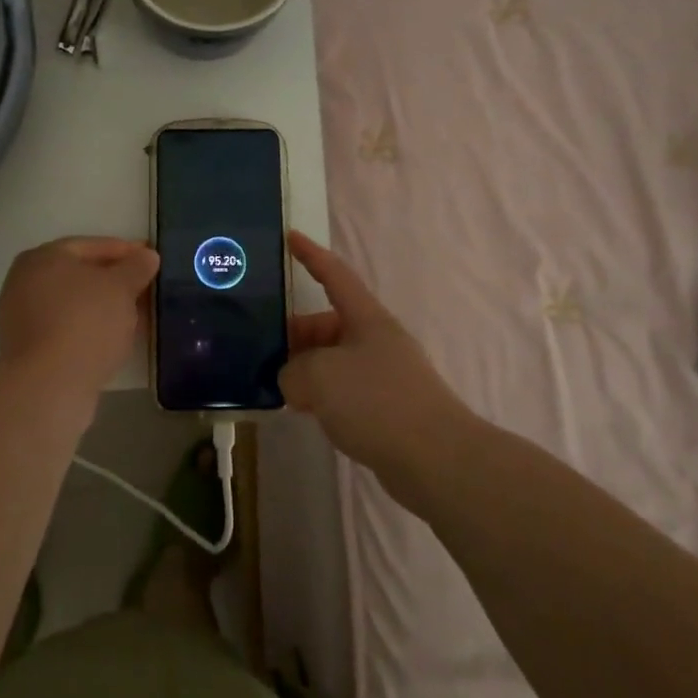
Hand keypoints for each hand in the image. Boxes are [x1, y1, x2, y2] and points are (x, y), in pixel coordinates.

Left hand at [0, 237, 159, 398]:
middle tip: (145, 288)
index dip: (124, 251)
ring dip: (103, 307)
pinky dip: (89, 329)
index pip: (90, 246)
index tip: (150, 259)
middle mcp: (24, 281)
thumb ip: (136, 267)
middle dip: (114, 281)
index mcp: (43, 257)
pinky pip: (65, 329)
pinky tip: (113, 339)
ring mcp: (21, 318)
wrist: (48, 385)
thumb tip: (147, 255)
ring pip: (73, 304)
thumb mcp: (121, 288)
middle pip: (79, 275)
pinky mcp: (26, 350)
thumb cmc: (85, 322)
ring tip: (136, 316)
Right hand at [282, 231, 471, 482]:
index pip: (335, 275)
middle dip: (295, 333)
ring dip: (305, 369)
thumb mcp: (321, 377)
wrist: (437, 460)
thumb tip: (293, 381)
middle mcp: (376, 340)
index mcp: (366, 319)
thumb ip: (294, 372)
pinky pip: (343, 391)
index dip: (311, 255)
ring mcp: (383, 375)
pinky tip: (304, 412)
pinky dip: (321, 395)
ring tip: (274, 384)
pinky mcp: (385, 409)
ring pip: (333, 361)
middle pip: (327, 324)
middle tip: (260, 348)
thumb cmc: (377, 402)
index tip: (289, 237)